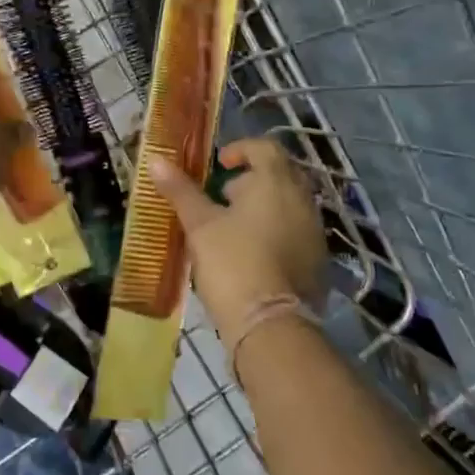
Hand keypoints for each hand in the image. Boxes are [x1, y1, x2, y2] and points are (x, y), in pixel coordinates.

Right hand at [149, 136, 327, 335]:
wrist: (271, 326)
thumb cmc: (233, 262)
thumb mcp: (200, 224)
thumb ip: (181, 190)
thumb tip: (156, 160)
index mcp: (276, 182)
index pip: (265, 148)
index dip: (241, 149)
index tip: (220, 164)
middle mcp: (303, 200)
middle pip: (281, 175)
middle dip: (252, 179)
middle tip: (224, 196)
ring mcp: (314, 232)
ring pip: (289, 205)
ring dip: (264, 206)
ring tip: (233, 227)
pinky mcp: (318, 262)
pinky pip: (296, 232)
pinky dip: (276, 232)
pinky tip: (251, 254)